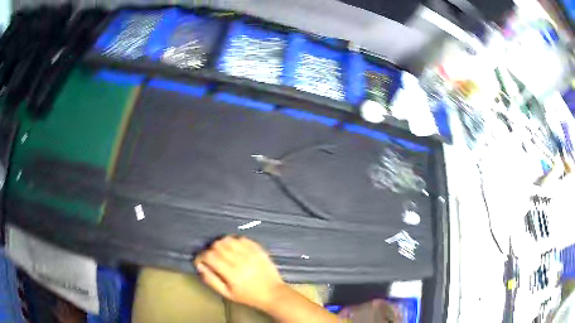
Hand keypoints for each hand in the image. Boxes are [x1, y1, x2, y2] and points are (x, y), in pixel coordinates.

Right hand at [194, 236, 285, 310]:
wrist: (273, 293)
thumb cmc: (248, 296)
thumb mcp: (227, 294)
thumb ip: (211, 280)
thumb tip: (199, 266)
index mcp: (231, 273)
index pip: (209, 256)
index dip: (201, 256)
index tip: (201, 260)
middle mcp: (240, 260)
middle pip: (217, 245)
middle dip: (211, 250)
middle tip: (212, 258)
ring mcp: (250, 253)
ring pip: (228, 239)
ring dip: (222, 244)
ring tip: (223, 253)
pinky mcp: (258, 249)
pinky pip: (242, 238)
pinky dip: (235, 241)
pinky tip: (235, 250)